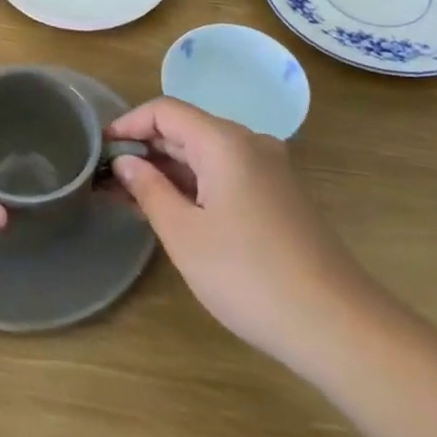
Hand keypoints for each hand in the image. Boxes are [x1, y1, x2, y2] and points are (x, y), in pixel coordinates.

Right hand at [109, 97, 370, 372]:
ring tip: (129, 196)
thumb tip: (125, 162)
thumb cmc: (249, 276)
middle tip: (106, 178)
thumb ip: (149, 190)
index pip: (165, 110)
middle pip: (186, 128)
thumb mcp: (184, 234)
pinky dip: (194, 184)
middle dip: (144, 148)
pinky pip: (225, 174)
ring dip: (167, 169)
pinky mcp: (279, 196)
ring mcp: (269, 170)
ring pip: (205, 154)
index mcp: (225, 141)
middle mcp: (249, 143)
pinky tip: (173, 210)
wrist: (337, 325)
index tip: (99, 149)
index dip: (128, 124)